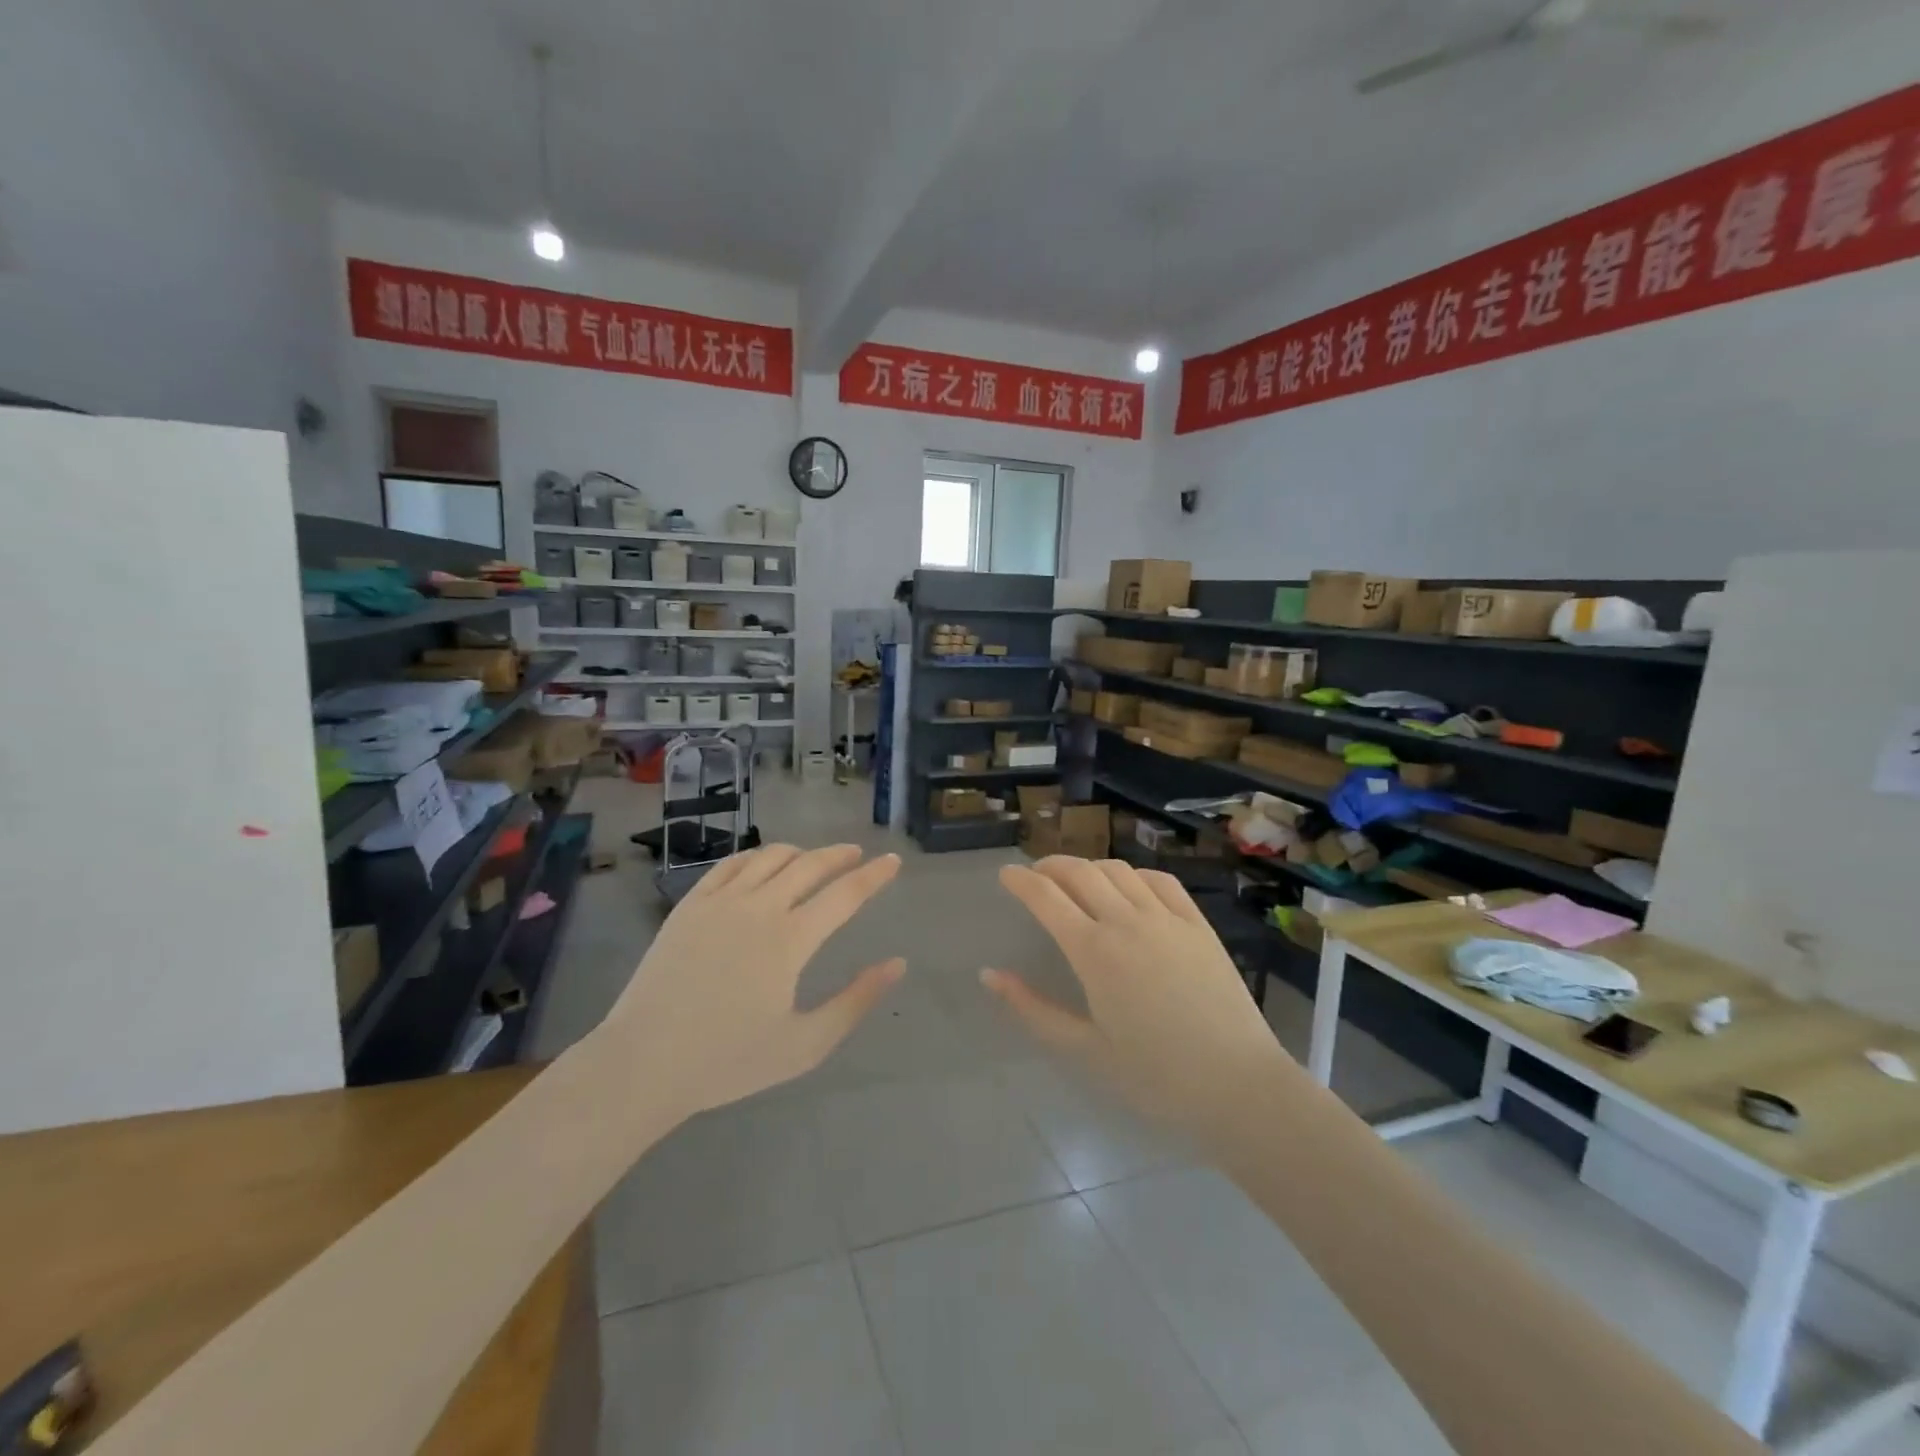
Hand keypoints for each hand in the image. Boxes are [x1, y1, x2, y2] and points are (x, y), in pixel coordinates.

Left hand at [598, 844, 903, 1118]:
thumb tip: (897, 964)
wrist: (643, 1063)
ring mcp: (720, 902)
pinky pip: (729, 865)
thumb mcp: (805, 1044)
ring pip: (769, 857)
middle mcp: (759, 908)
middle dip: (839, 855)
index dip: (874, 876)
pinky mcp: (689, 905)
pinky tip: (762, 864)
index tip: (893, 861)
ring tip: (813, 858)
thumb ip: (855, 1002)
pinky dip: (755, 857)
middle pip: (809, 865)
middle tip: (857, 853)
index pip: (845, 894)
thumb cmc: (728, 1060)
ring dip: (800, 852)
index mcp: (790, 940)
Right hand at [984, 857, 1294, 1144]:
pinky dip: (1134, 875)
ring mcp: (1167, 918)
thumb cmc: (1155, 1076)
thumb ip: (1033, 1009)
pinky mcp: (1198, 924)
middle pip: (1079, 872)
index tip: (1005, 874)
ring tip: (1077, 881)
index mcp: (1094, 952)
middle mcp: (1127, 922)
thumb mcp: (1084, 1048)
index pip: (1046, 897)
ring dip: (1089, 867)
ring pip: (1118, 871)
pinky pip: (1160, 881)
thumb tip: (990, 975)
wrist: (1238, 1085)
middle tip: (1036, 876)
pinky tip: (1129, 887)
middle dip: (1050, 866)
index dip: (1020, 880)